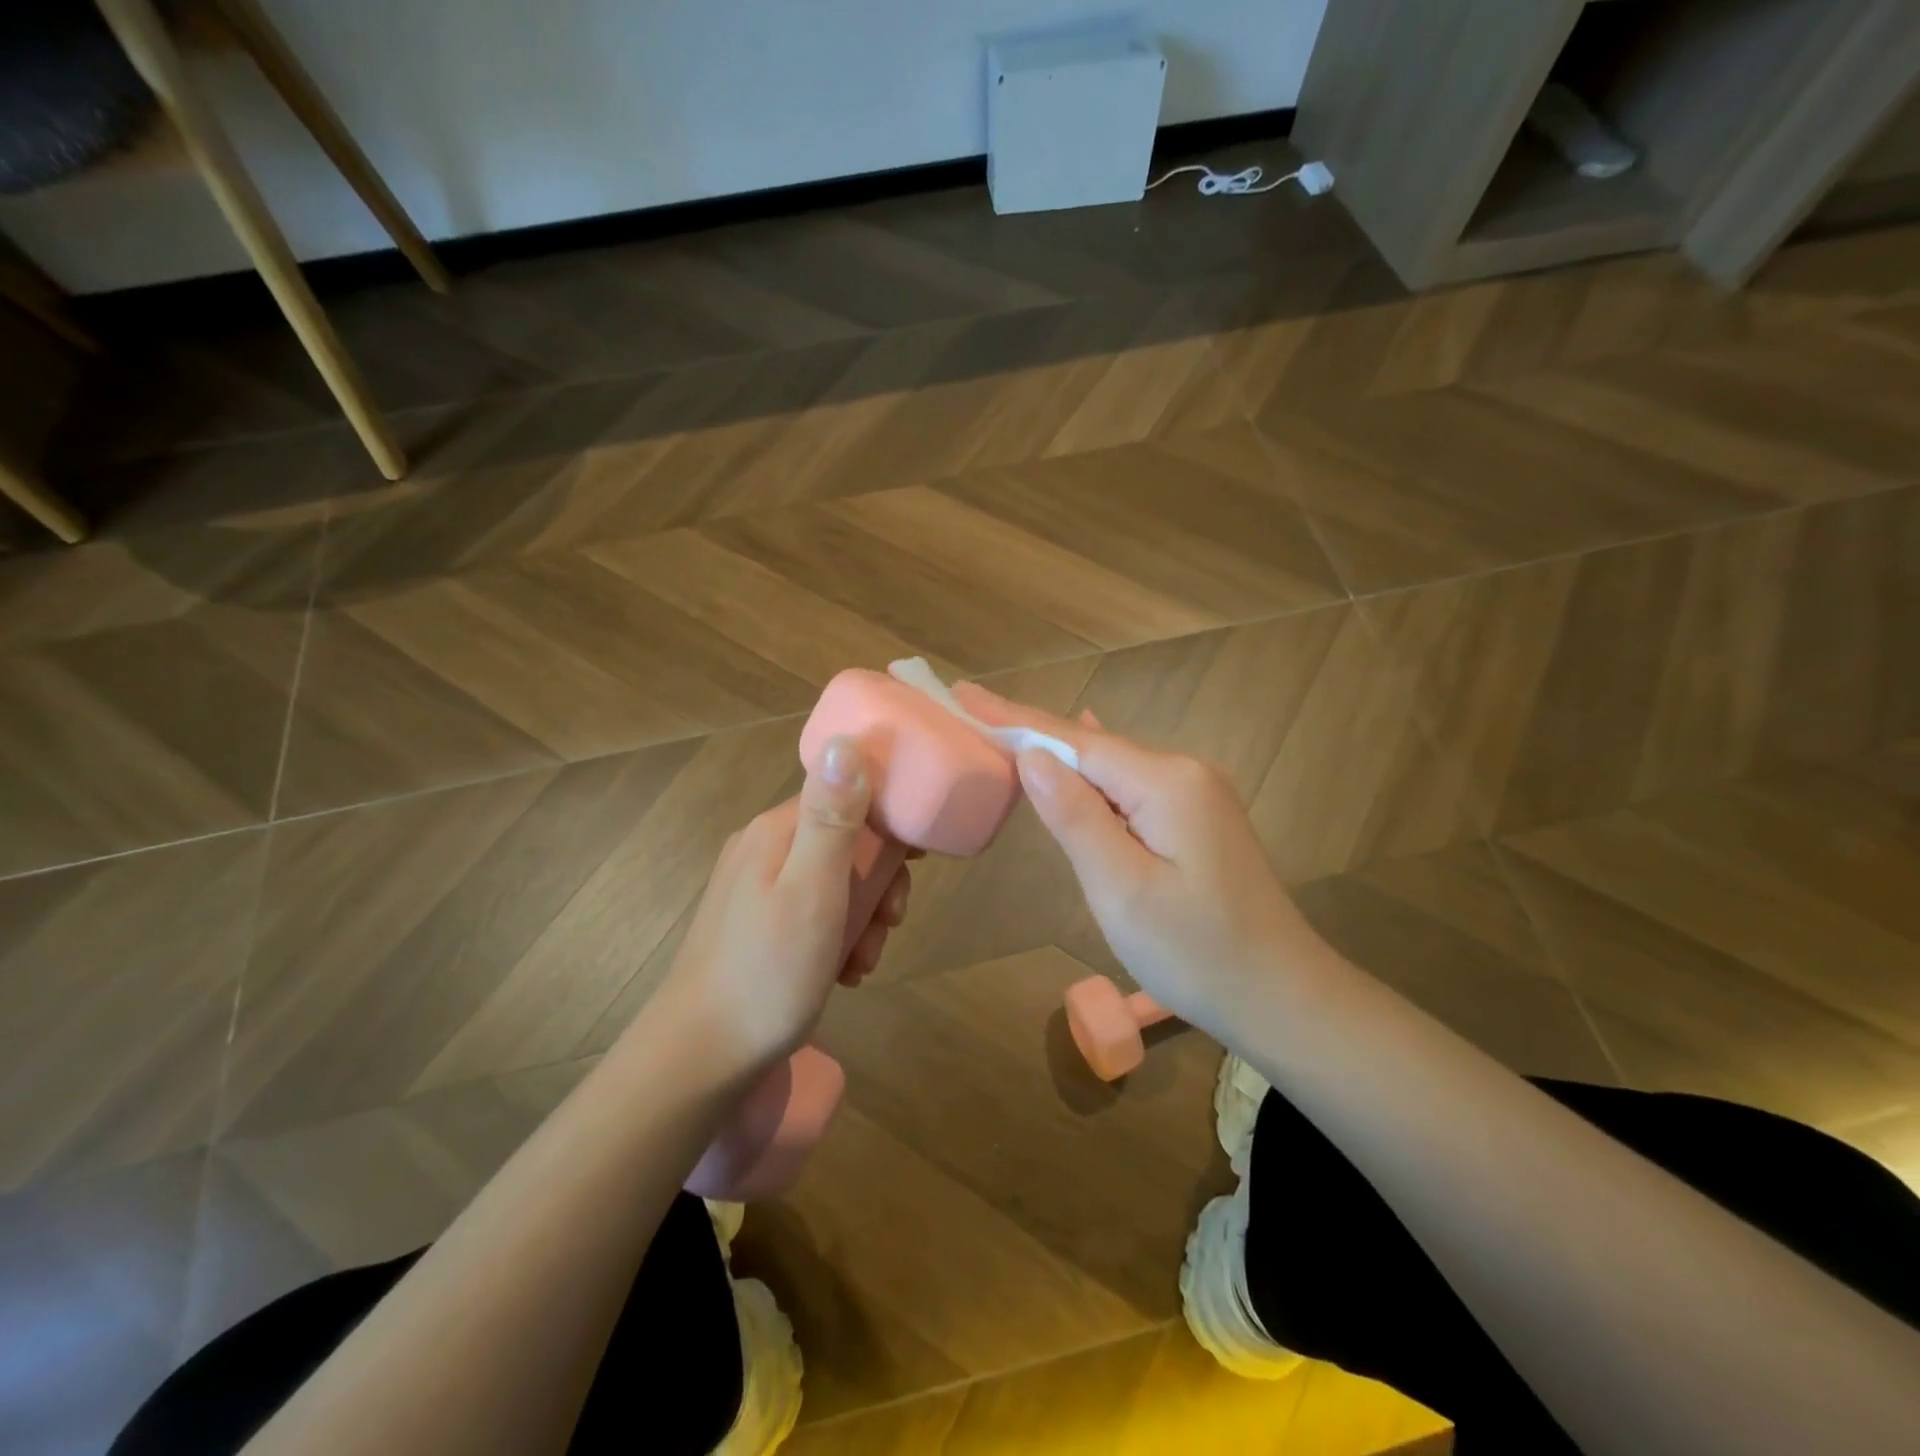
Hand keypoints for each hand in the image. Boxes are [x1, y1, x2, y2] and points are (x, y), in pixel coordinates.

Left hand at [650, 736, 910, 1075]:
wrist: (700, 1058)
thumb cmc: (768, 972)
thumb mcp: (813, 891)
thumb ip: (833, 818)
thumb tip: (848, 740)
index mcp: (777, 830)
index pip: (847, 793)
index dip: (889, 820)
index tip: (917, 859)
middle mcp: (763, 847)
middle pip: (844, 839)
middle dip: (878, 880)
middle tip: (890, 922)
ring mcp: (755, 887)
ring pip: (833, 880)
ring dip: (862, 916)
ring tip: (863, 961)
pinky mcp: (755, 924)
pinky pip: (813, 911)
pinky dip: (837, 936)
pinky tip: (842, 972)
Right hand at [953, 683, 1324, 1033]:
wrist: (1282, 997)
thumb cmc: (1195, 952)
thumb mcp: (1121, 888)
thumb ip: (1075, 816)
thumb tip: (1032, 755)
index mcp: (1166, 781)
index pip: (1075, 741)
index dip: (1015, 720)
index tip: (965, 694)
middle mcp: (1184, 772)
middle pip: (1093, 747)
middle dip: (1032, 733)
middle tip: (973, 710)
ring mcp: (1196, 795)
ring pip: (1112, 767)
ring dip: (1060, 755)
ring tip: (1006, 730)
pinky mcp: (1197, 819)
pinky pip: (1131, 787)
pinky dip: (1092, 777)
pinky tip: (1081, 750)